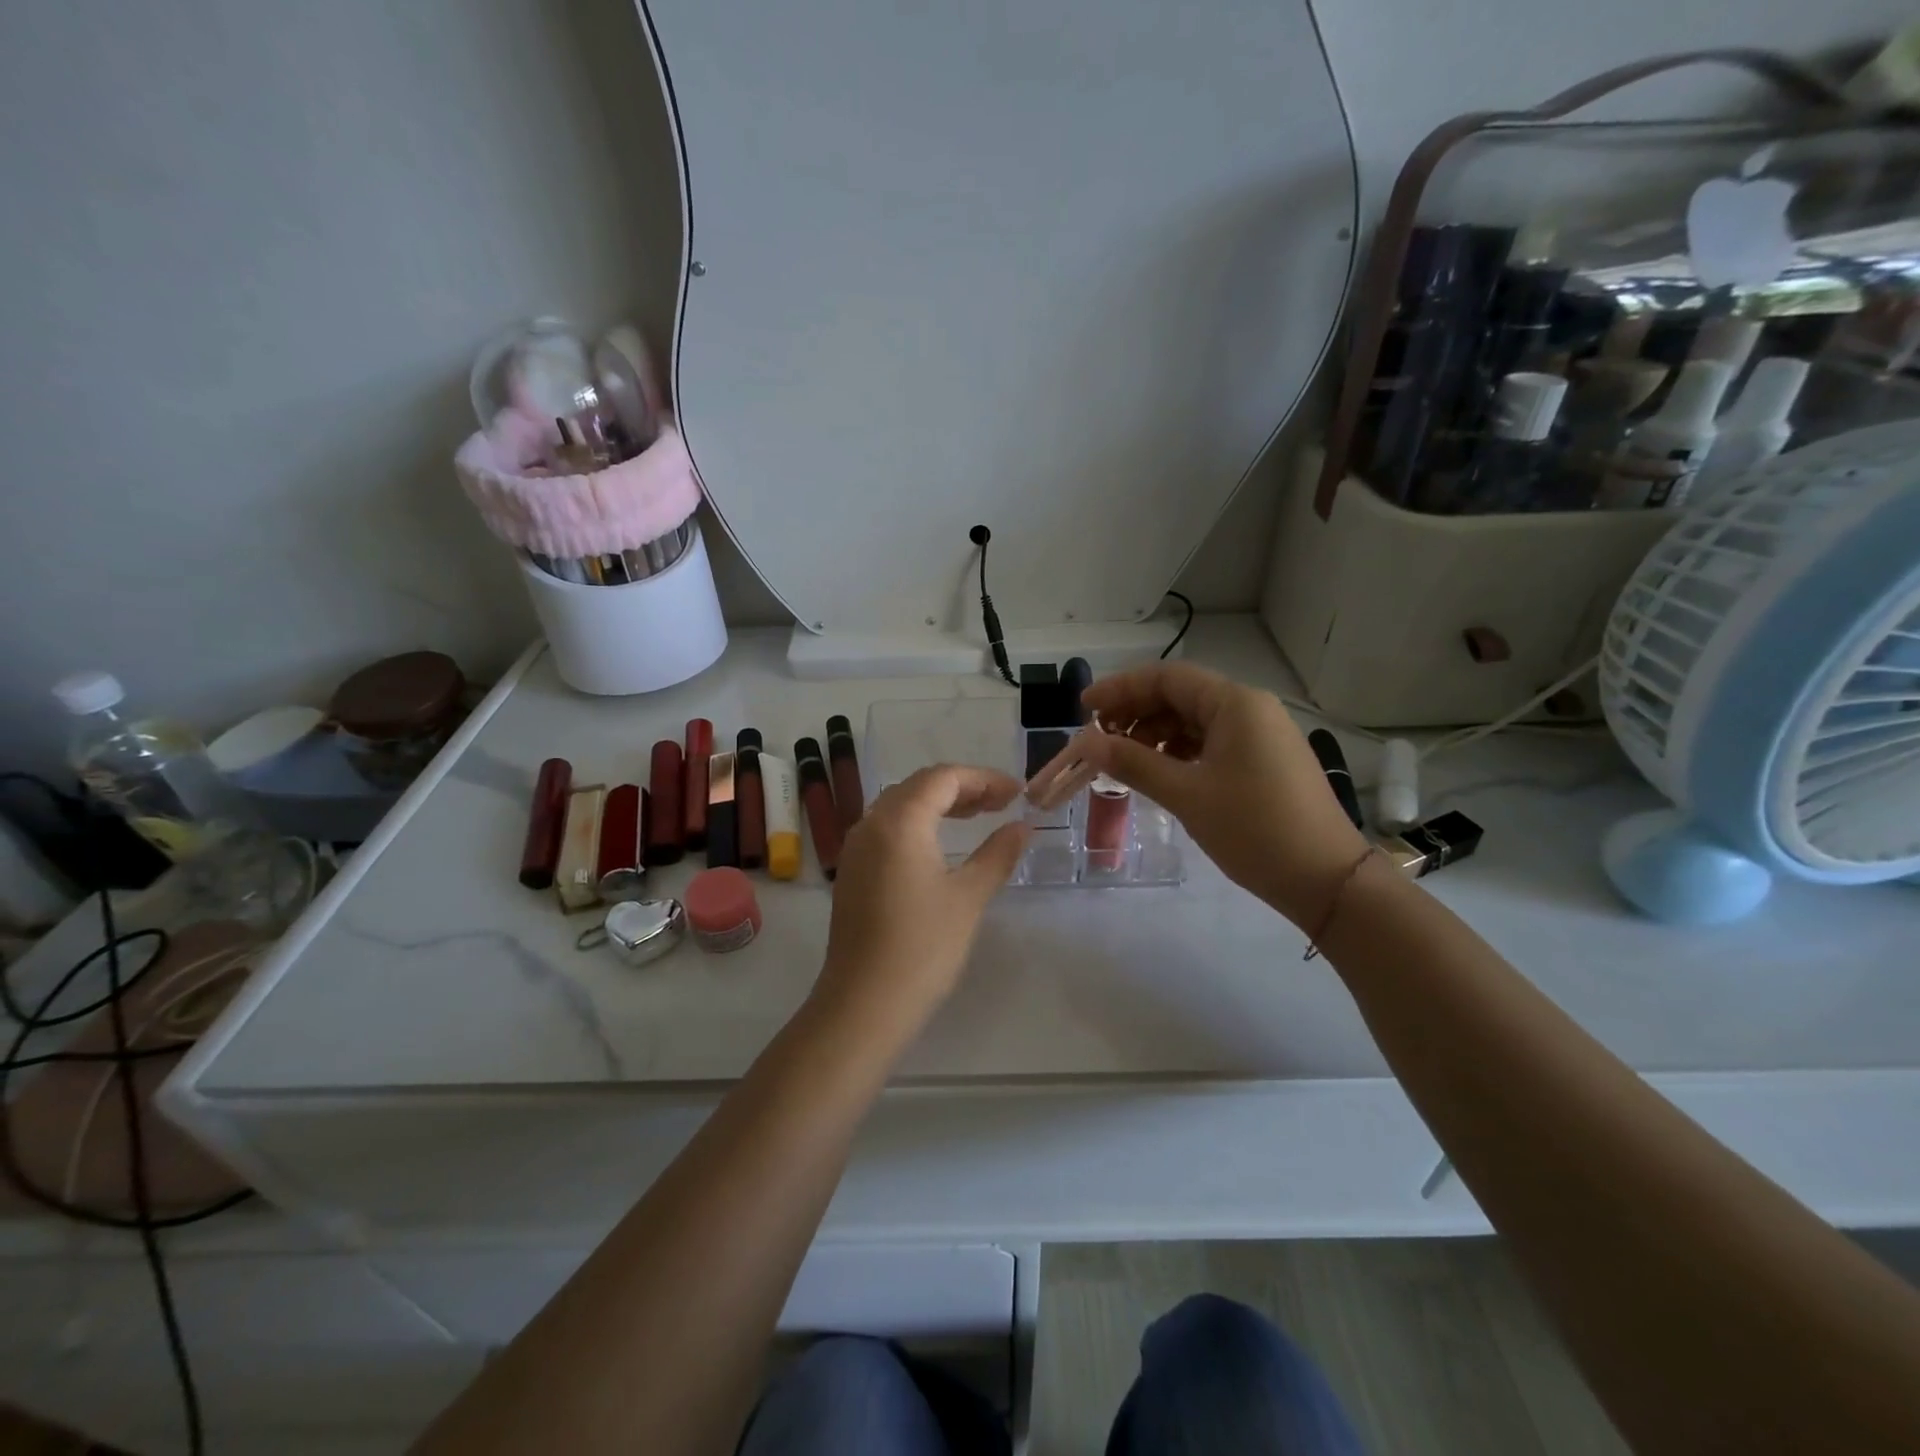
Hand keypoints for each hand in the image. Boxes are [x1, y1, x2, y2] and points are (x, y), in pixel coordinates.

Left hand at [813, 765, 1029, 1042]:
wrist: (863, 1004)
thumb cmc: (922, 947)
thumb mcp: (969, 897)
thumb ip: (997, 854)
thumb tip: (1022, 827)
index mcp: (899, 821)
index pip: (943, 778)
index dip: (983, 779)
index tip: (1017, 794)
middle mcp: (871, 824)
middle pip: (919, 785)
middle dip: (961, 787)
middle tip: (1000, 804)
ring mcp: (856, 848)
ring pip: (899, 805)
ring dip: (938, 804)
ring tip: (976, 817)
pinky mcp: (852, 871)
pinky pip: (886, 828)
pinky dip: (917, 824)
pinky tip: (939, 846)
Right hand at [1079, 662, 1369, 927]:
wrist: (1326, 879)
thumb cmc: (1254, 829)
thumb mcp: (1187, 794)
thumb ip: (1133, 763)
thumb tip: (1087, 743)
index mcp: (1235, 704)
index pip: (1167, 678)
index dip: (1120, 688)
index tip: (1084, 709)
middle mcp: (1250, 708)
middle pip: (1180, 695)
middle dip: (1135, 713)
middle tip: (1099, 740)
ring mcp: (1261, 734)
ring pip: (1195, 720)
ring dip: (1156, 734)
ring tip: (1123, 760)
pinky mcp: (1264, 760)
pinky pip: (1212, 741)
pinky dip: (1180, 751)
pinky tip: (1159, 771)